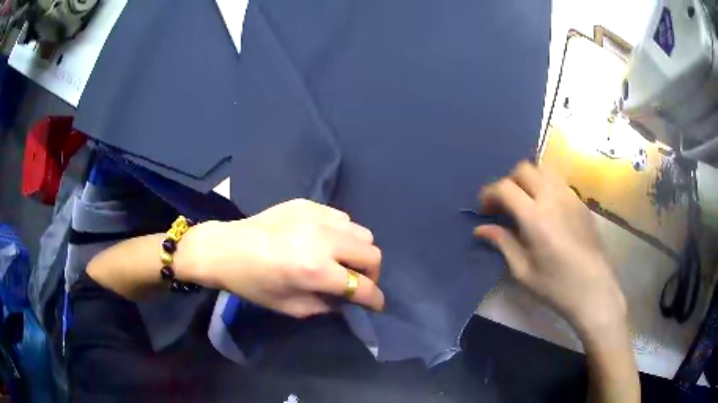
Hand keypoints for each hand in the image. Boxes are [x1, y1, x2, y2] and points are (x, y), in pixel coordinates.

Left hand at [176, 199, 383, 317]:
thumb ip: (326, 306)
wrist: (227, 248)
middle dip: (372, 274)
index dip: (375, 299)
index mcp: (315, 270)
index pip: (362, 286)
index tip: (376, 305)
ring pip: (361, 232)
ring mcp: (317, 217)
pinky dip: (342, 233)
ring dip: (359, 252)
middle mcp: (323, 240)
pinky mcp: (309, 204)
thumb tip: (347, 301)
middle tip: (357, 282)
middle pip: (372, 254)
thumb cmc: (253, 284)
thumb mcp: (290, 307)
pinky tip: (325, 241)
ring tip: (342, 260)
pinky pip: (342, 218)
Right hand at [474, 161, 625, 335]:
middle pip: (524, 169)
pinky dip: (544, 186)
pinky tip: (546, 209)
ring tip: (525, 203)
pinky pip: (557, 181)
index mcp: (535, 217)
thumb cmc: (556, 286)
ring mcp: (570, 196)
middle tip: (505, 205)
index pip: (505, 187)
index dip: (489, 193)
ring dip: (528, 180)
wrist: (593, 289)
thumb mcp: (523, 270)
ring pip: (543, 170)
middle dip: (509, 181)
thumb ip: (503, 243)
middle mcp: (552, 197)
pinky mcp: (580, 201)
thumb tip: (481, 229)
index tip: (484, 208)